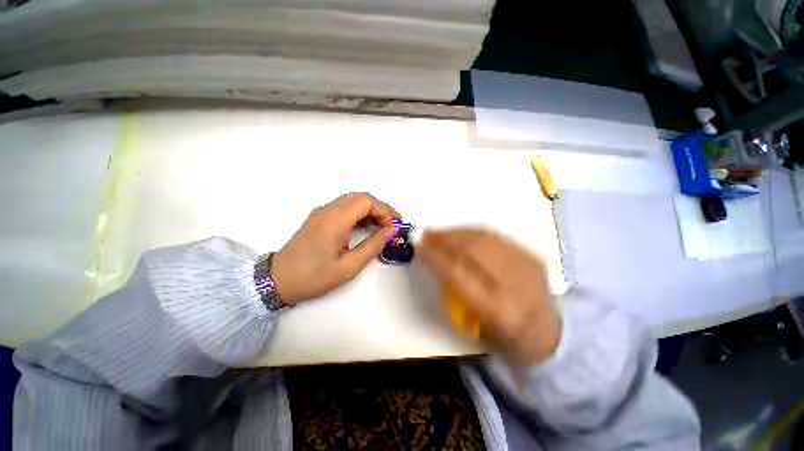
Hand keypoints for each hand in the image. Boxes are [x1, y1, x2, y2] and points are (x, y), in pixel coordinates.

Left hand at [270, 193, 400, 304]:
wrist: (278, 281)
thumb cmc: (314, 277)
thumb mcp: (349, 266)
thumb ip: (373, 246)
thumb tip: (390, 230)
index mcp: (334, 220)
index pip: (365, 201)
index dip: (383, 211)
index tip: (392, 227)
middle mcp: (327, 210)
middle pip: (360, 197)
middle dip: (380, 207)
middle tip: (393, 222)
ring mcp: (321, 212)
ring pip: (352, 200)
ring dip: (370, 209)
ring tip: (383, 225)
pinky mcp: (319, 218)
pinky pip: (344, 208)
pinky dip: (359, 213)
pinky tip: (366, 226)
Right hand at [419, 228, 560, 364]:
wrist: (550, 333)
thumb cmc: (507, 338)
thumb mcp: (476, 327)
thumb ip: (456, 292)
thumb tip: (436, 261)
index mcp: (498, 312)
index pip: (459, 274)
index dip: (437, 258)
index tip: (420, 247)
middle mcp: (514, 286)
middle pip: (472, 251)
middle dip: (445, 240)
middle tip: (426, 235)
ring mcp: (527, 267)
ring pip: (484, 239)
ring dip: (456, 233)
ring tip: (439, 231)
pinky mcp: (532, 256)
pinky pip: (496, 237)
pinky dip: (473, 232)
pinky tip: (460, 233)